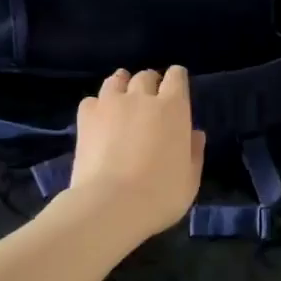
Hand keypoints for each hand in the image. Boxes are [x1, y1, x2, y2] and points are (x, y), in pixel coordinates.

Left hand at [61, 67, 205, 244]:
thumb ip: (194, 152)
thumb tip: (194, 133)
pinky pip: (92, 100)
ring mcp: (111, 104)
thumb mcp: (190, 179)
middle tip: (150, 101)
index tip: (176, 89)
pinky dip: (98, 105)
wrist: (111, 205)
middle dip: (150, 83)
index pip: (176, 76)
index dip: (176, 79)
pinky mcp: (86, 117)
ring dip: (122, 86)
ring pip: (116, 80)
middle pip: (146, 76)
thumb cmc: (160, 195)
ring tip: (122, 100)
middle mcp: (142, 97)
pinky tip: (100, 118)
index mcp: (173, 108)